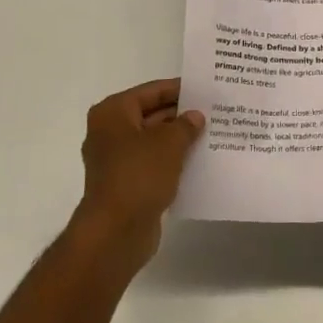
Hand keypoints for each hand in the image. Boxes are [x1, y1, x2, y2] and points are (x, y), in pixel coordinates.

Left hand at [71, 77, 203, 272]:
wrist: (115, 233)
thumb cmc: (139, 175)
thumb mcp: (169, 142)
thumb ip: (185, 125)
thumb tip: (195, 117)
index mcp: (113, 113)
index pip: (151, 91)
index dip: (179, 89)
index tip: (205, 89)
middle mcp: (109, 132)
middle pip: (151, 115)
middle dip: (180, 115)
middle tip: (213, 112)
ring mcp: (116, 160)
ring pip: (153, 141)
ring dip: (177, 140)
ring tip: (211, 134)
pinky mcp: (125, 184)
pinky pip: (152, 164)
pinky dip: (171, 161)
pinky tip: (197, 161)